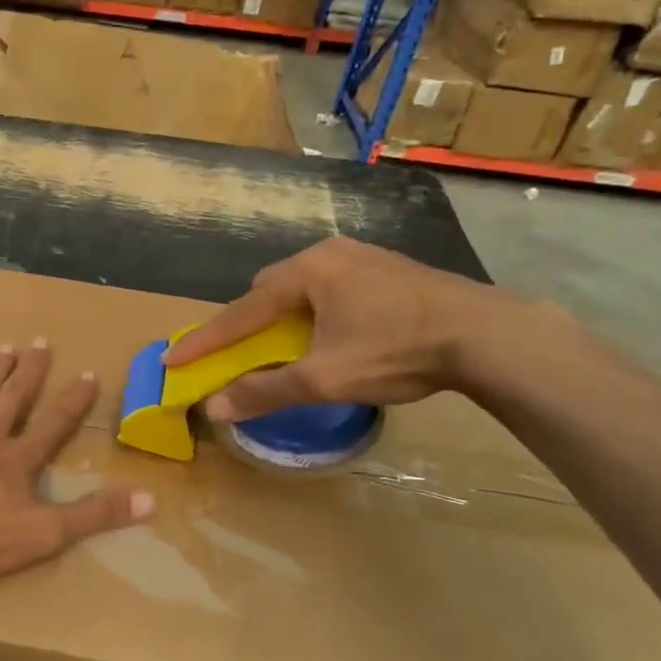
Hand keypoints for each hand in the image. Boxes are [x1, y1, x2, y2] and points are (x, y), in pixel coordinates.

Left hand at [0, 341, 153, 580]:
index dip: (74, 400)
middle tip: (41, 342)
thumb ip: (93, 516)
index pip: (54, 424)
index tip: (88, 373)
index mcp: (17, 459)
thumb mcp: (42, 534)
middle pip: (14, 397)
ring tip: (6, 348)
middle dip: (30, 371)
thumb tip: (150, 499)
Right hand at [161, 238, 505, 419]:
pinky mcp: (388, 266)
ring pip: (303, 285)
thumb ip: (266, 391)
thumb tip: (214, 407)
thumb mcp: (325, 378)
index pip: (240, 311)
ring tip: (288, 345)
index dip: (205, 339)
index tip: (173, 359)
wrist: (487, 334)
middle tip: (240, 352)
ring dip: (285, 314)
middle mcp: (328, 253)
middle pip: (269, 289)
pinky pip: (332, 285)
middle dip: (248, 321)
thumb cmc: (397, 351)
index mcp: (306, 273)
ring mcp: (362, 255)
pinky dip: (316, 309)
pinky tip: (333, 331)